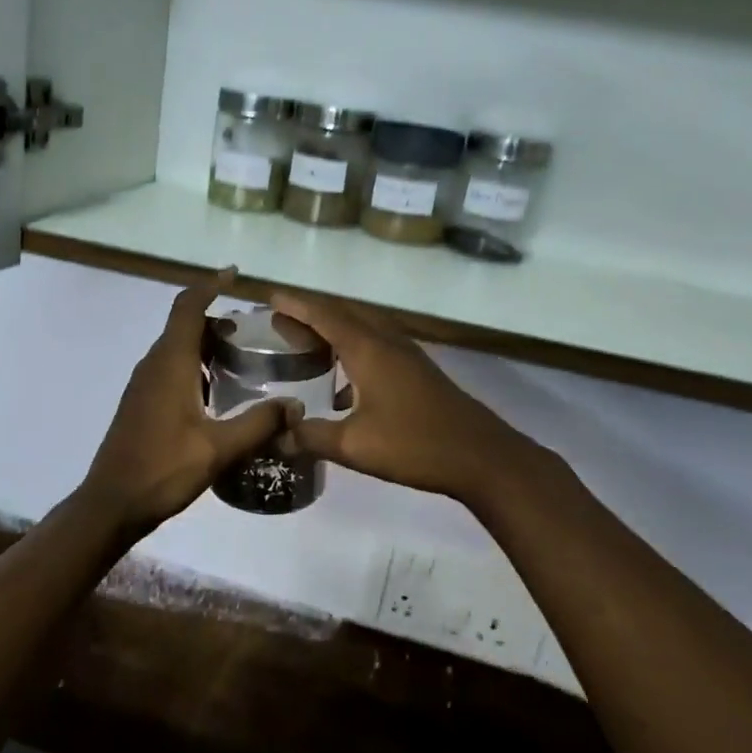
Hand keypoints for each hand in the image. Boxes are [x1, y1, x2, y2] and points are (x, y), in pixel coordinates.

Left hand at [80, 270, 297, 535]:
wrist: (112, 503)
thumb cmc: (163, 469)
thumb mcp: (218, 448)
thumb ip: (259, 424)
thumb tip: (295, 405)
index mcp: (170, 364)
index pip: (188, 307)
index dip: (210, 285)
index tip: (234, 273)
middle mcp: (153, 365)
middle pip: (184, 326)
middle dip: (216, 320)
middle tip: (251, 332)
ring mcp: (142, 385)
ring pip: (176, 349)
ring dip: (205, 345)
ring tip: (240, 359)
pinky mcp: (140, 403)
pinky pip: (169, 369)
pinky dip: (193, 365)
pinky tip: (215, 393)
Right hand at [270, 290, 545, 502]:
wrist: (481, 456)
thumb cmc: (415, 445)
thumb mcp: (354, 445)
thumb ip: (311, 437)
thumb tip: (277, 436)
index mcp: (369, 349)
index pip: (325, 315)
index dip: (296, 305)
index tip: (270, 296)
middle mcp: (387, 342)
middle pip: (345, 314)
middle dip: (312, 312)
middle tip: (281, 320)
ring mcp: (407, 355)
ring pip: (364, 328)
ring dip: (334, 329)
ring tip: (307, 343)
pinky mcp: (418, 372)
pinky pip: (377, 346)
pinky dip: (353, 350)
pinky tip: (343, 384)